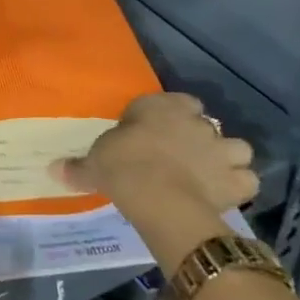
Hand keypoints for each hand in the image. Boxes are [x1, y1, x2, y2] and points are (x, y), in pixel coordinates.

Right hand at [56, 93, 257, 266]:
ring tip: (210, 173)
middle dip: (197, 137)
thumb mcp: (94, 163)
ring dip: (226, 158)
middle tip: (180, 157)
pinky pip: (246, 179)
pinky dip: (239, 185)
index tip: (155, 133)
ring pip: (235, 147)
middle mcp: (196, 121)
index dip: (168, 116)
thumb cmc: (123, 166)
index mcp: (161, 107)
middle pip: (204, 123)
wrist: (160, 197)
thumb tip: (53, 169)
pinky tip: (224, 194)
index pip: (173, 101)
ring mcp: (221, 149)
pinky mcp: (237, 179)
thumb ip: (79, 166)